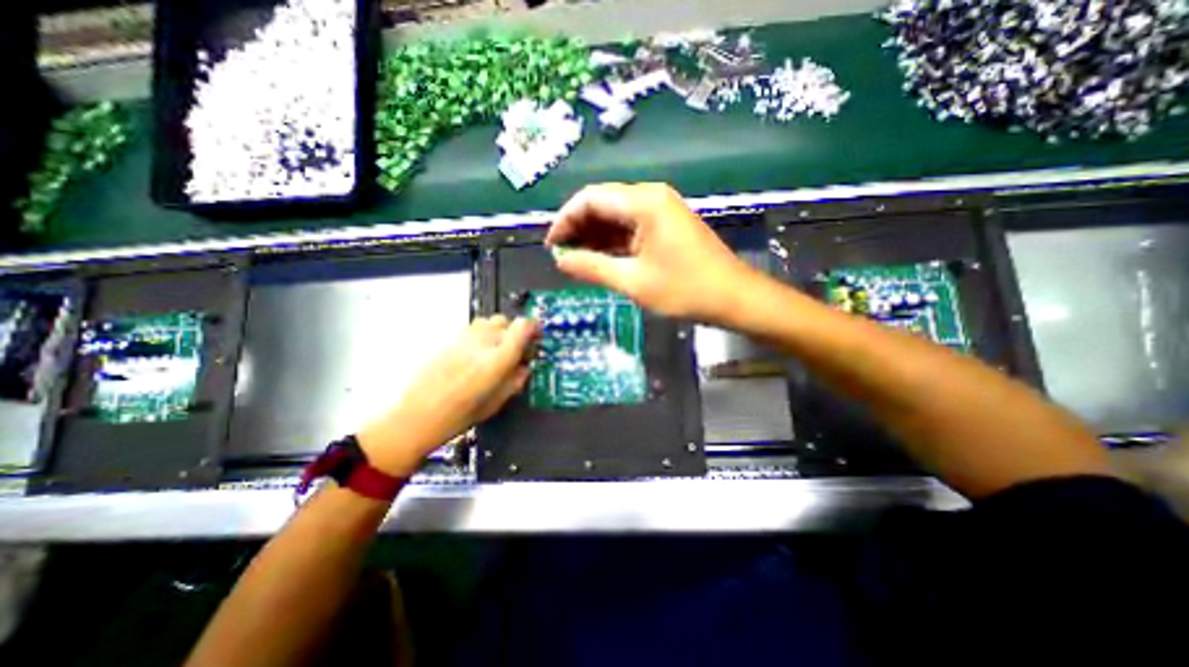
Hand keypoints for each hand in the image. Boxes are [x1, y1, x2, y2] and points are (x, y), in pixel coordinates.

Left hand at [356, 316, 536, 477]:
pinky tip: (476, 354)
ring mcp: (462, 339)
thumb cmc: (457, 417)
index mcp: (496, 360)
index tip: (536, 335)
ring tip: (495, 350)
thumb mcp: (495, 404)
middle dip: (515, 332)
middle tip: (515, 350)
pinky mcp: (447, 340)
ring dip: (497, 331)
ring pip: (487, 321)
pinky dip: (480, 335)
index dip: (533, 328)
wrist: (414, 417)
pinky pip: (471, 328)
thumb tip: (523, 368)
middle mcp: (480, 343)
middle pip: (505, 321)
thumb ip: (514, 381)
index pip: (522, 327)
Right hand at [545, 182, 750, 323]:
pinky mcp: (666, 225)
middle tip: (562, 256)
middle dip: (578, 228)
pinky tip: (601, 259)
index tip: (551, 246)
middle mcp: (651, 197)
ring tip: (577, 261)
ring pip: (616, 216)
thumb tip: (561, 260)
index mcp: (643, 202)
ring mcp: (661, 210)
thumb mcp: (633, 282)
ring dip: (594, 236)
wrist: (734, 298)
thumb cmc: (685, 290)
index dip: (565, 220)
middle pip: (602, 203)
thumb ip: (592, 268)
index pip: (590, 198)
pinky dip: (613, 242)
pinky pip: (631, 227)